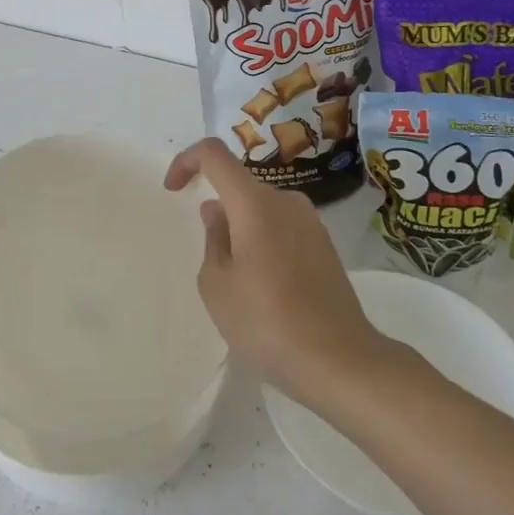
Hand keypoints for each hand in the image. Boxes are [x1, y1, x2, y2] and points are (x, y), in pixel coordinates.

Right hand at [164, 139, 387, 404]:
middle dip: (218, 211)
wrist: (339, 360)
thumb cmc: (266, 322)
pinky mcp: (326, 247)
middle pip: (241, 186)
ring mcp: (311, 223)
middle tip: (212, 263)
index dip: (187, 161)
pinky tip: (266, 290)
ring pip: (263, 210)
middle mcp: (287, 201)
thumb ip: (212, 239)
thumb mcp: (217, 285)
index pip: (214, 154)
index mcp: (255, 202)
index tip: (174, 190)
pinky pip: (283, 229)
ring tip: (239, 283)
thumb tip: (218, 212)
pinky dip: (264, 244)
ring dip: (242, 231)